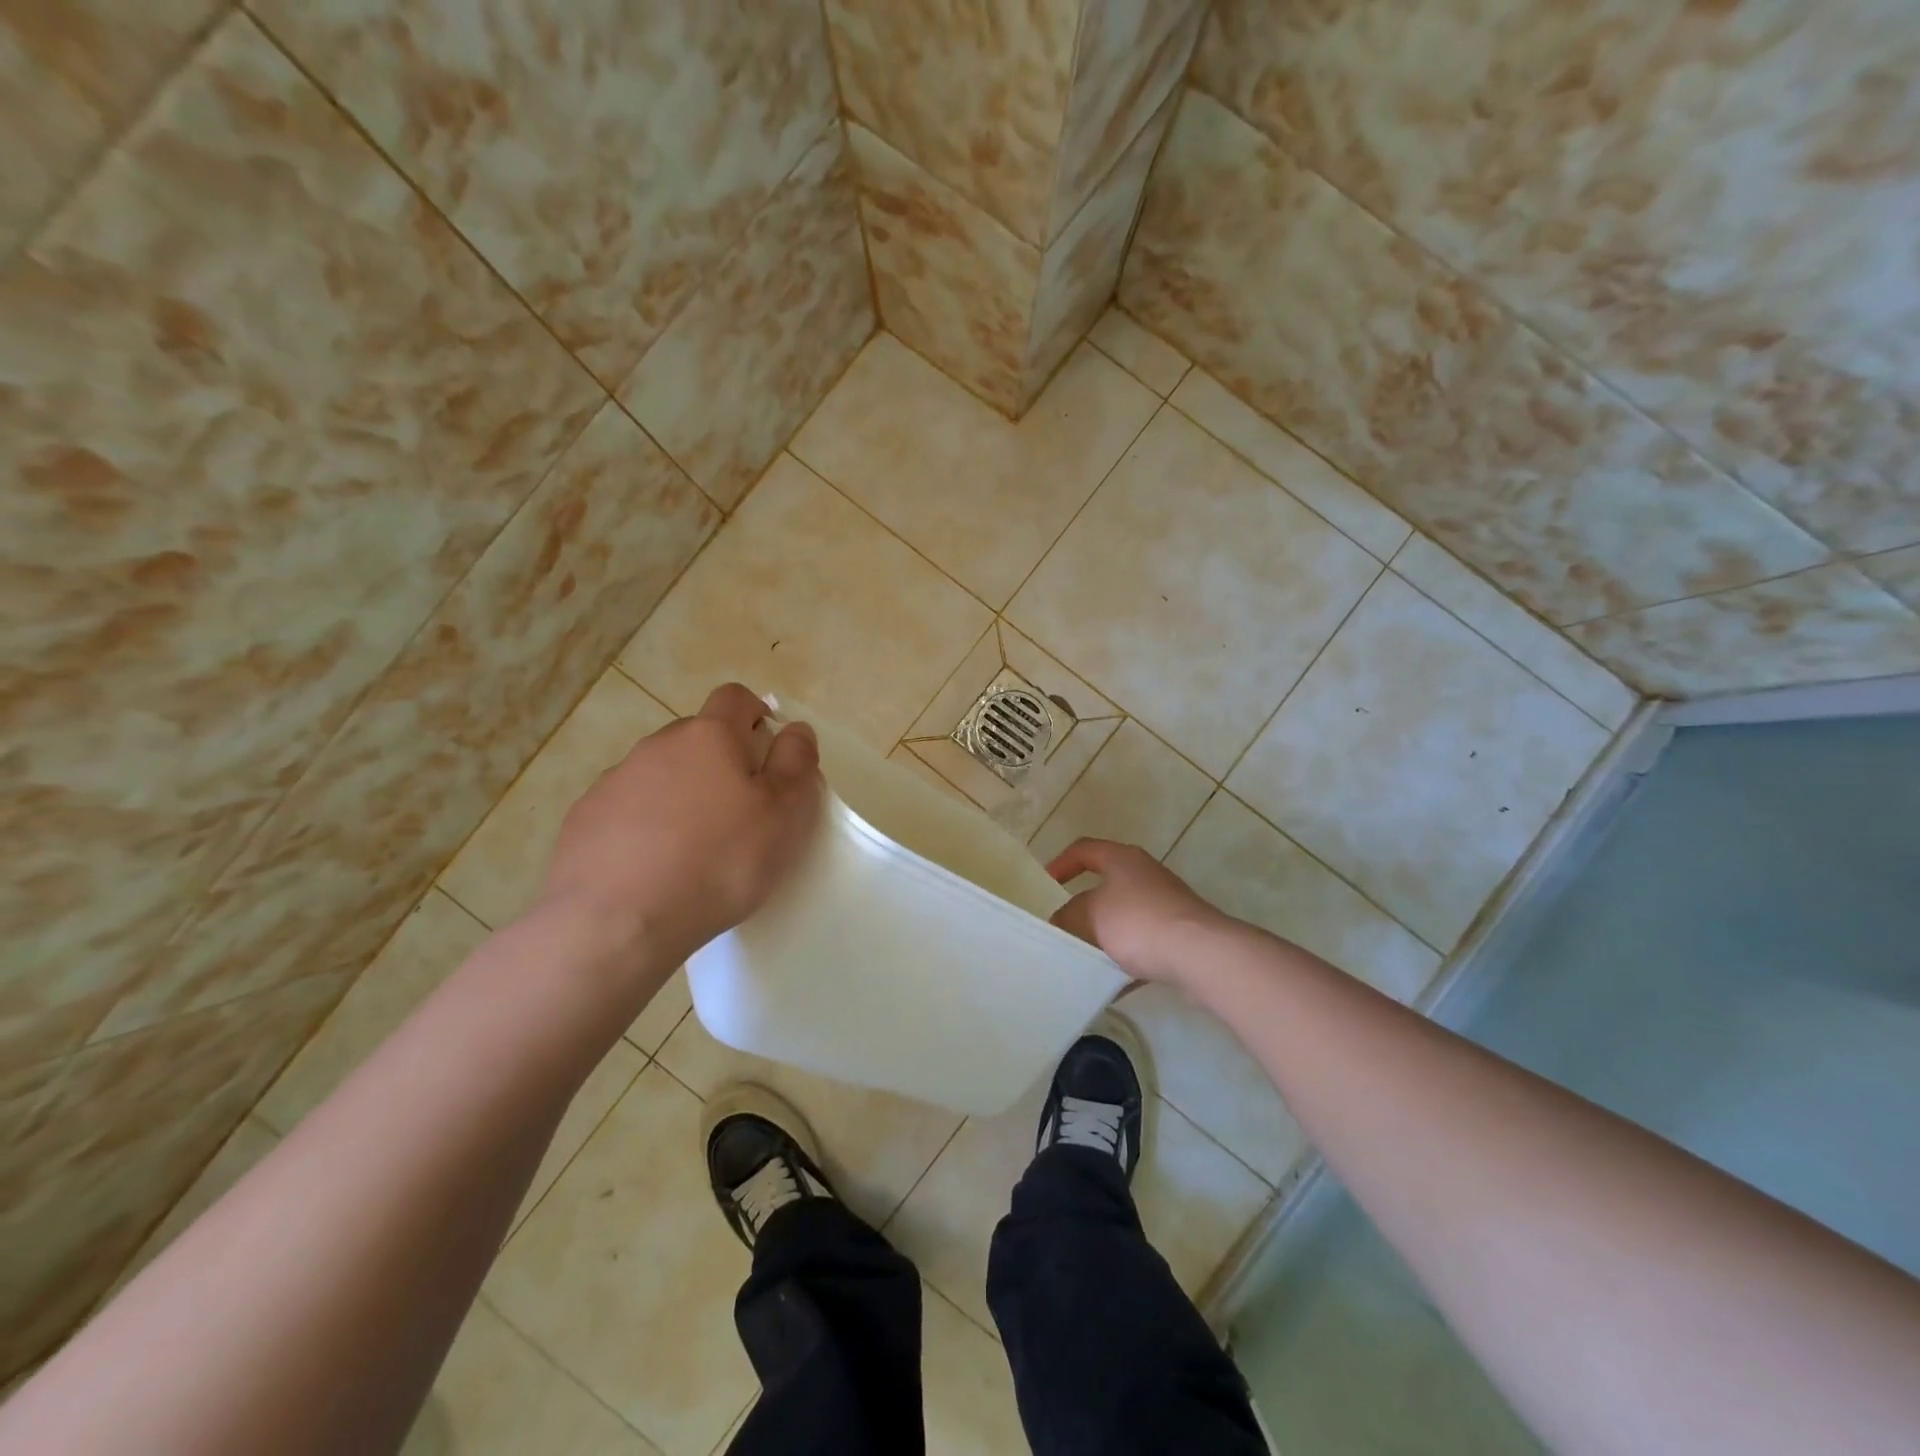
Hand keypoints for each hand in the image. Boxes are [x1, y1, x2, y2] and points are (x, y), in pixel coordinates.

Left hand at [535, 683, 822, 972]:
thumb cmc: (719, 862)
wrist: (616, 923)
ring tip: (694, 850)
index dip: (757, 715)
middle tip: (740, 813)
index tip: (768, 755)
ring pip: (661, 774)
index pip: (736, 697)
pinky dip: (645, 827)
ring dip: (682, 796)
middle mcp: (658, 746)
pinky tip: (653, 868)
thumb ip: (797, 763)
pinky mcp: (584, 819)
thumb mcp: (785, 815)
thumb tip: (795, 728)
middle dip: (721, 762)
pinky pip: (627, 809)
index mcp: (709, 736)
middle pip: (698, 738)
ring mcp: (614, 781)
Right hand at [1046, 839, 1229, 986]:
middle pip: (1106, 883)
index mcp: (1122, 859)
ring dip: (1104, 934)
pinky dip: (1126, 958)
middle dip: (1082, 905)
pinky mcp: (1179, 931)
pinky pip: (1143, 942)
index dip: (1061, 863)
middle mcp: (1145, 873)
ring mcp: (1166, 903)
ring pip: (1124, 915)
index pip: (1084, 849)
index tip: (1046, 884)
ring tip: (1084, 955)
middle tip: (1063, 922)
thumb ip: (1069, 915)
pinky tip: (1112, 983)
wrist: (1200, 953)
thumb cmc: (1138, 922)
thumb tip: (1062, 921)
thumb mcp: (1090, 916)